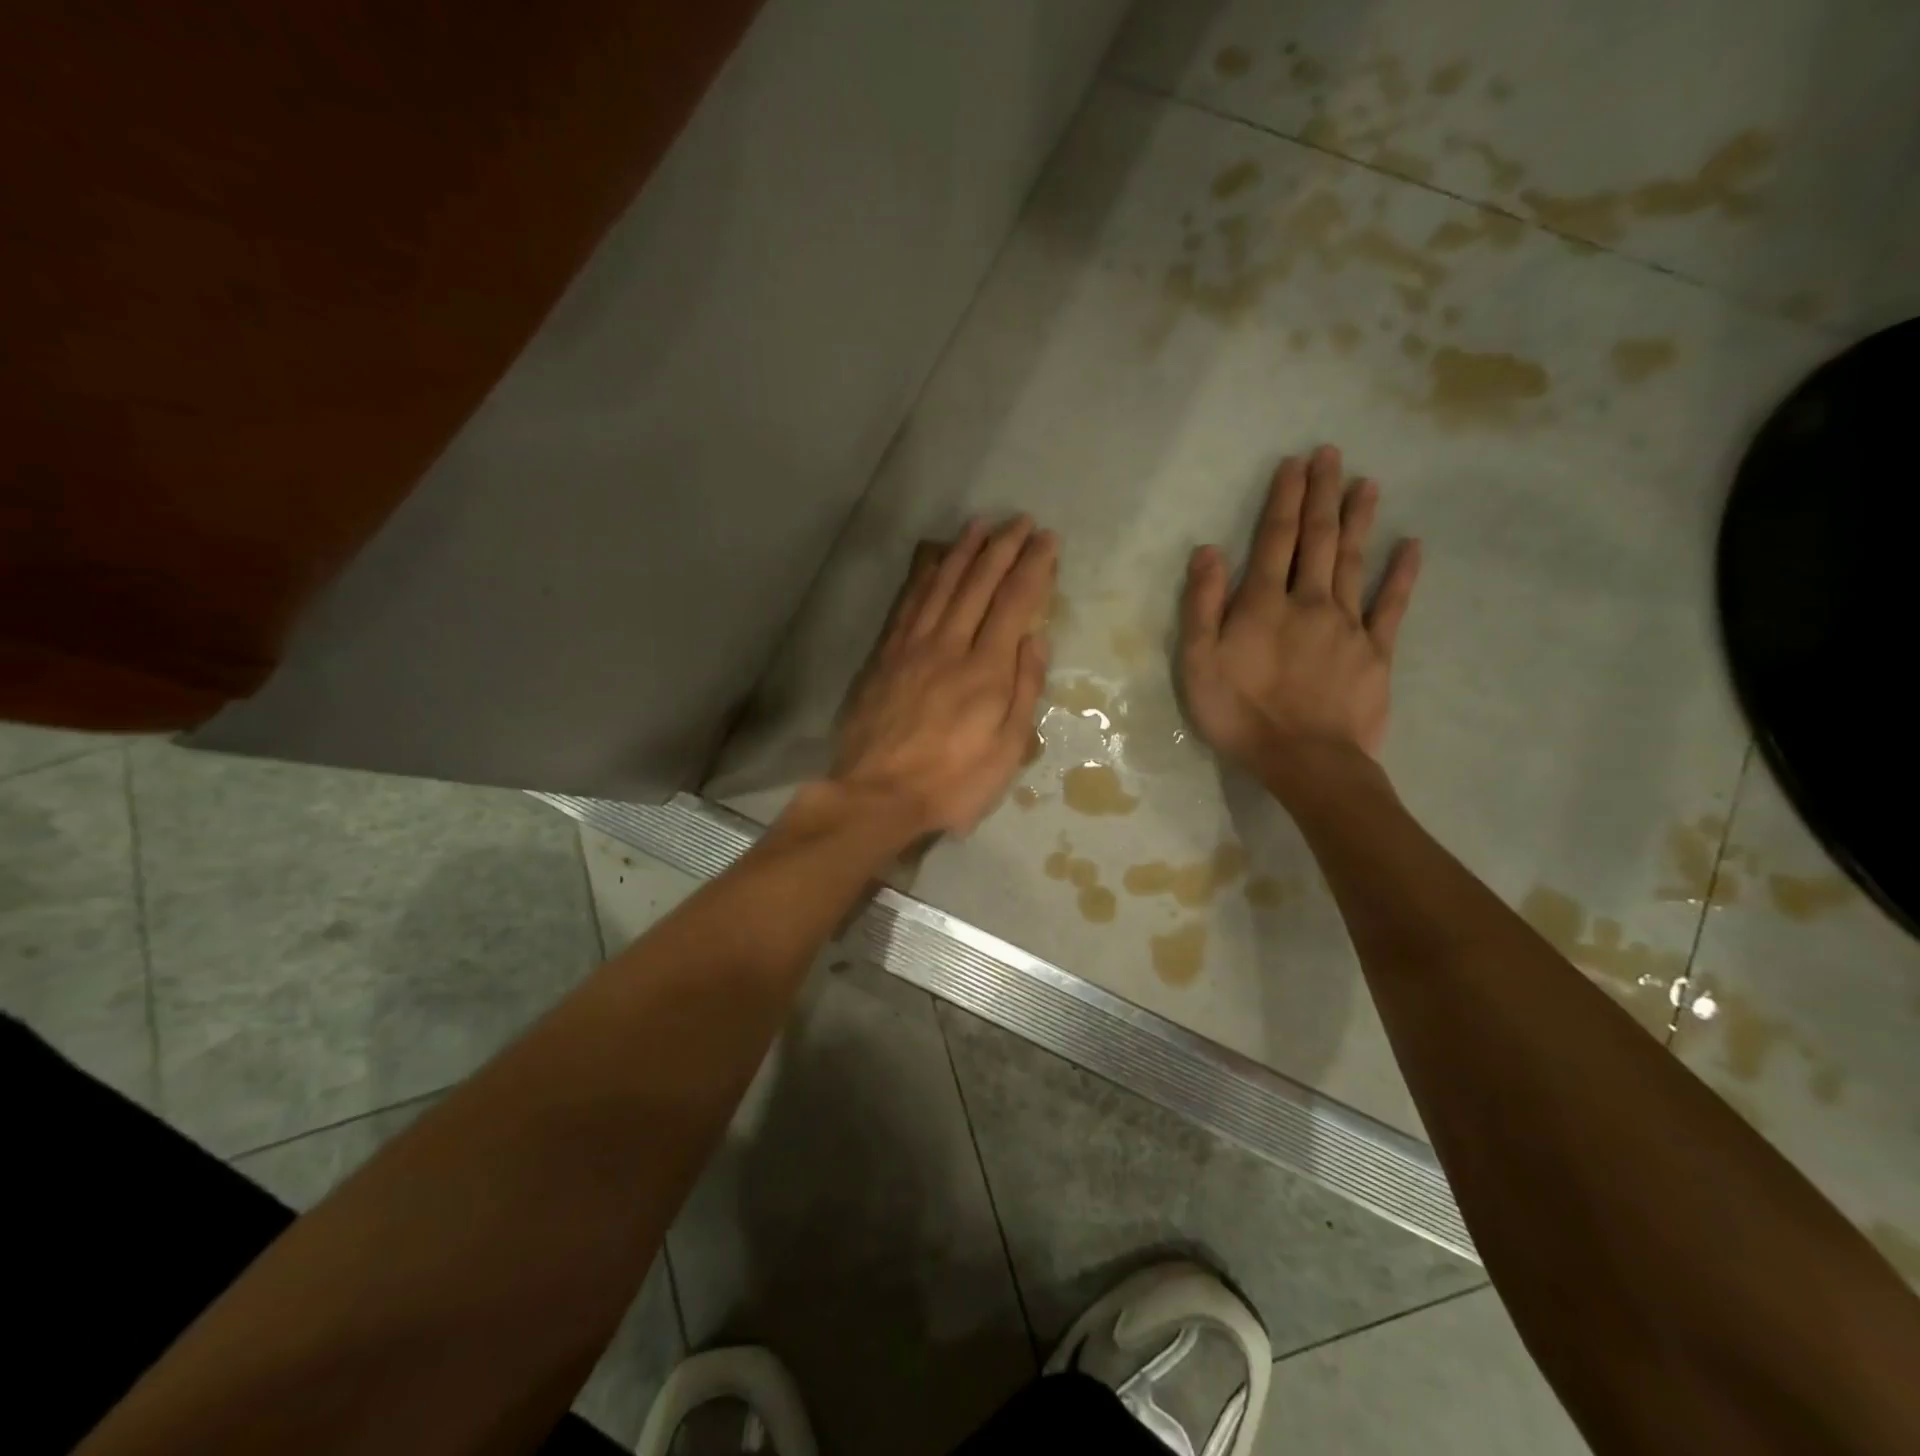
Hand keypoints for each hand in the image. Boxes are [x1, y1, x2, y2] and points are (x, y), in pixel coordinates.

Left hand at [832, 516, 1055, 838]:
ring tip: (979, 525)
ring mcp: (911, 646)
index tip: (1047, 540)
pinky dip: (923, 575)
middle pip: (978, 583)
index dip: (1033, 566)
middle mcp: (949, 645)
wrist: (877, 795)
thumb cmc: (952, 782)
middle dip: (1002, 547)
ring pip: (940, 584)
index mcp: (986, 669)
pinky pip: (907, 602)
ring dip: (962, 550)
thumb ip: (1024, 689)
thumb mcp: (1007, 750)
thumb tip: (1036, 639)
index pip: (1014, 603)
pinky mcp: (884, 655)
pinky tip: (931, 559)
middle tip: (1020, 521)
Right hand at [1179, 445, 1419, 778]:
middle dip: (1322, 495)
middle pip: (1317, 540)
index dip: (1284, 500)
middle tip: (1331, 454)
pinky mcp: (1376, 652)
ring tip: (1367, 483)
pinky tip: (1411, 546)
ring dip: (1358, 520)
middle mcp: (1309, 601)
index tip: (1295, 464)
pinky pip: (1392, 606)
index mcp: (1263, 604)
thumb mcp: (1199, 664)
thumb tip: (1208, 551)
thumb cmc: (1241, 715)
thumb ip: (1203, 606)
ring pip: (1353, 561)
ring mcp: (1348, 625)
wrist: (1306, 761)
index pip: (1275, 539)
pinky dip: (1402, 574)